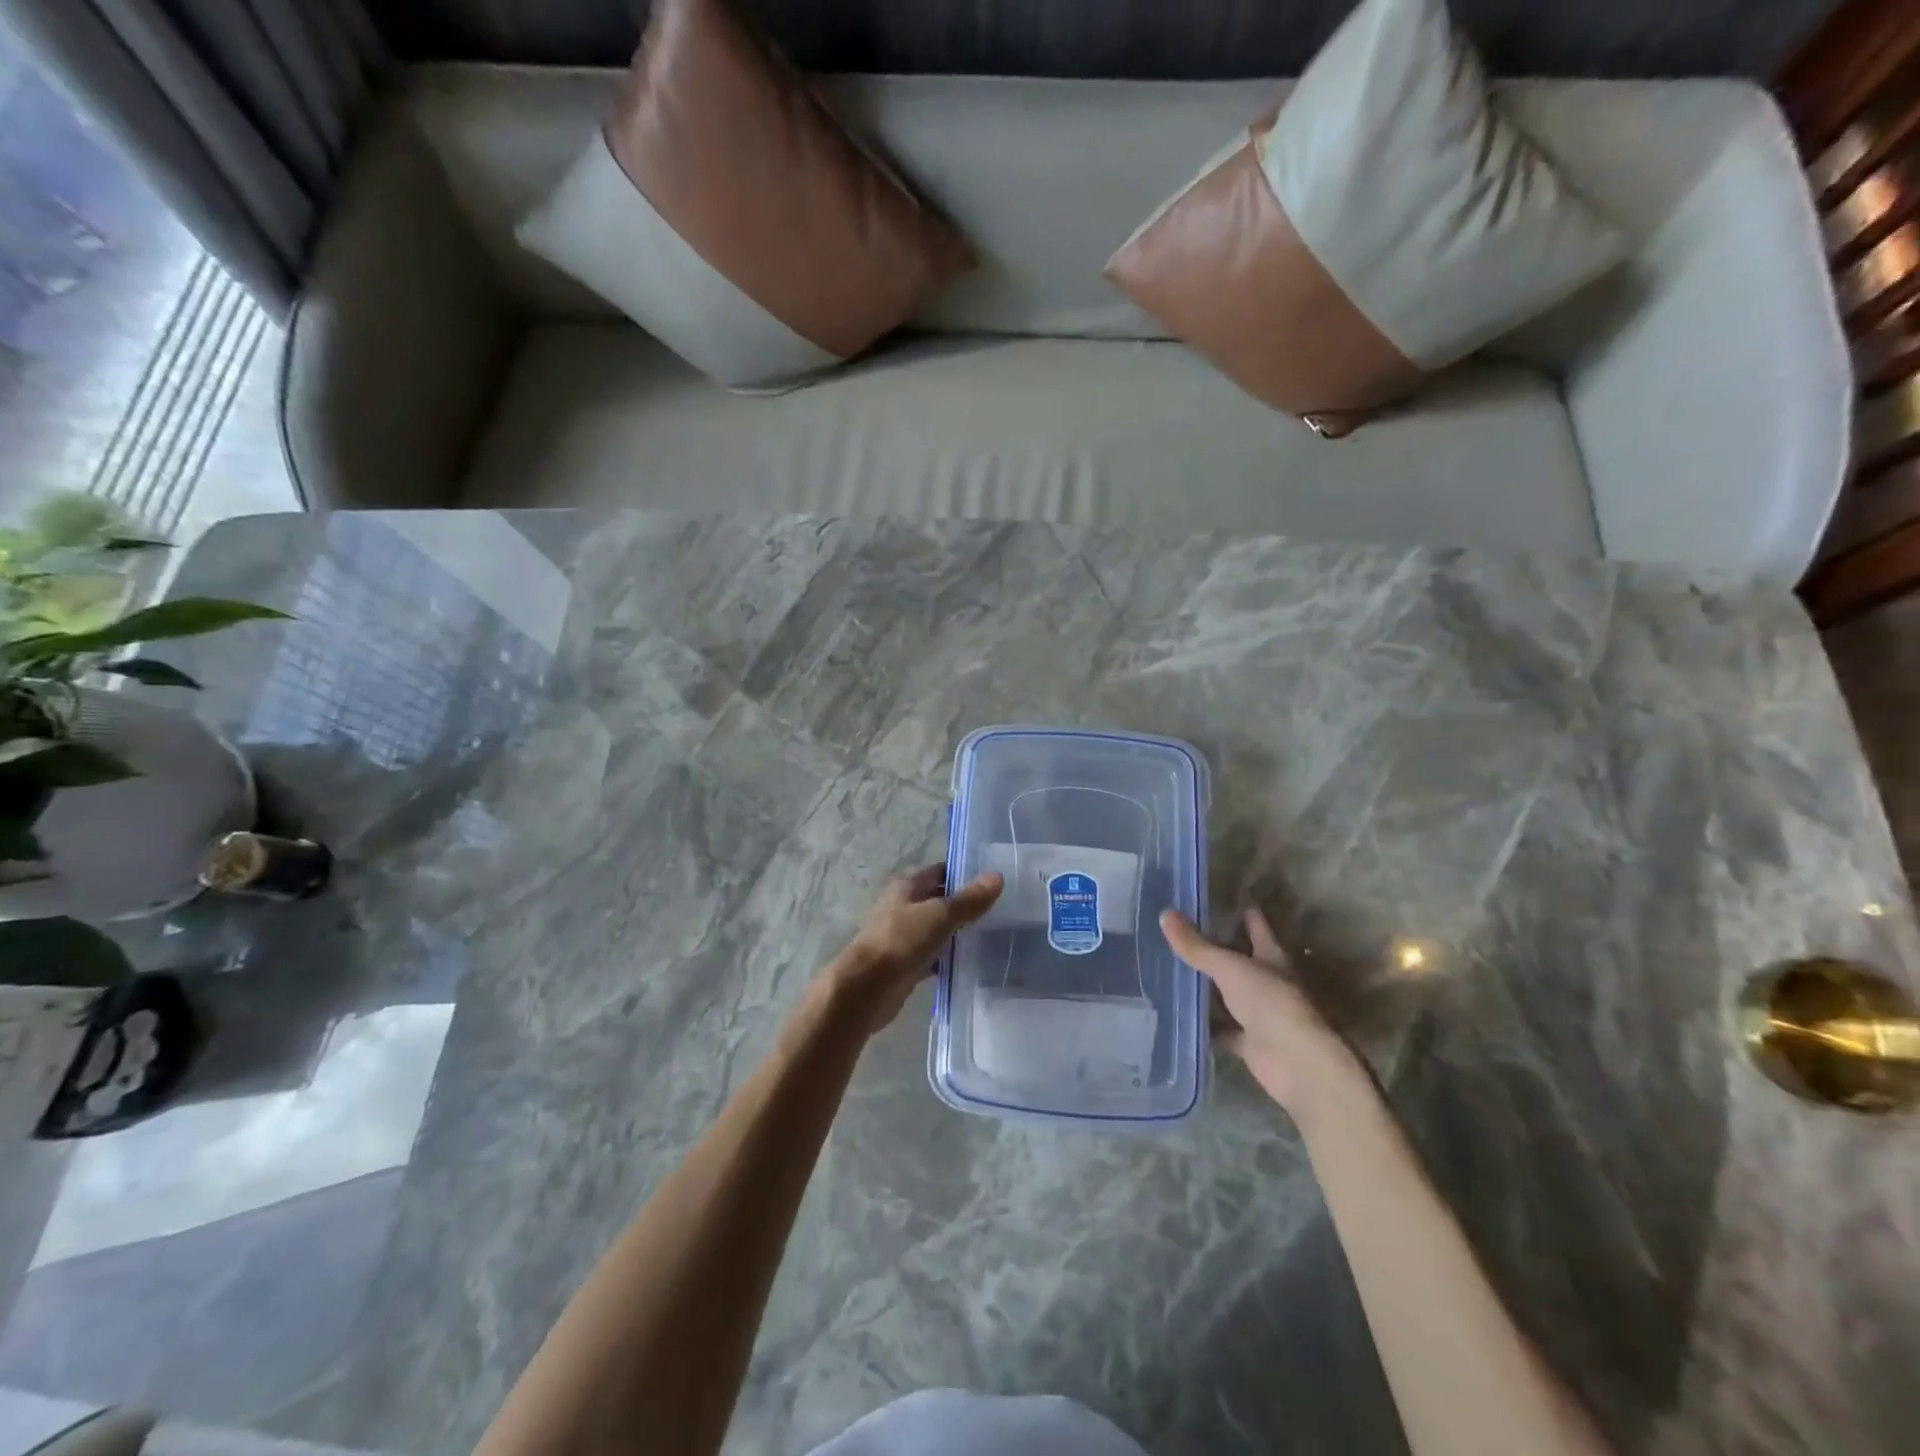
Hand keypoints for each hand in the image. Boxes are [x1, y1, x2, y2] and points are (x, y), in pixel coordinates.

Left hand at [826, 864, 1003, 1033]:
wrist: (867, 988)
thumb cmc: (901, 941)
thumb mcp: (940, 915)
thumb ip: (969, 899)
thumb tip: (998, 877)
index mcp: (907, 886)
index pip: (941, 871)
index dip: (965, 874)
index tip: (995, 882)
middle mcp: (904, 906)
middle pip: (940, 900)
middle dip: (966, 905)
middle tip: (1002, 910)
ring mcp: (905, 936)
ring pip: (938, 929)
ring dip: (959, 932)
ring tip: (994, 935)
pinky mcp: (907, 963)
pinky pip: (934, 955)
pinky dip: (950, 957)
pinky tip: (973, 963)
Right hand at [1161, 907, 1365, 1118]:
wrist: (1297, 1064)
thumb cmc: (1271, 1003)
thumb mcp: (1229, 968)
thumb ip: (1197, 946)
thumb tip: (1165, 913)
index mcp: (1271, 957)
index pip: (1256, 926)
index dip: (1241, 911)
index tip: (1218, 897)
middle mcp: (1267, 982)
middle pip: (1239, 959)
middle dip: (1215, 948)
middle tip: (1180, 933)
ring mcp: (1259, 1014)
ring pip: (1227, 995)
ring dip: (1206, 987)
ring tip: (1171, 969)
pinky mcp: (1248, 1042)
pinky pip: (1220, 1029)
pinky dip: (1204, 1024)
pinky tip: (1178, 1014)